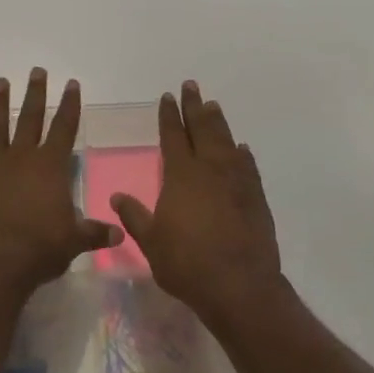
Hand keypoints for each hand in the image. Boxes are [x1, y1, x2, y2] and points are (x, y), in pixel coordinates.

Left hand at [0, 69, 119, 300]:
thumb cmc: (39, 250)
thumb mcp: (74, 242)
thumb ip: (95, 233)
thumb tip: (120, 235)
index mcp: (50, 167)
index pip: (65, 128)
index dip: (70, 105)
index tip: (72, 83)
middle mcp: (21, 158)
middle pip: (30, 119)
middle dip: (35, 94)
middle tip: (36, 70)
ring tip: (0, 82)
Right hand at [110, 82, 281, 328]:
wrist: (239, 286)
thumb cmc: (187, 264)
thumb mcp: (151, 242)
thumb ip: (135, 216)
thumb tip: (117, 196)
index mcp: (181, 175)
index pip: (173, 136)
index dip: (169, 115)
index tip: (167, 97)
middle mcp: (210, 169)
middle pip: (202, 129)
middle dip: (194, 106)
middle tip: (191, 86)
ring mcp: (237, 181)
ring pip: (226, 141)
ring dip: (218, 122)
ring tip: (212, 106)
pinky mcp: (256, 197)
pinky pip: (247, 165)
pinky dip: (242, 153)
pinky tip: (241, 148)